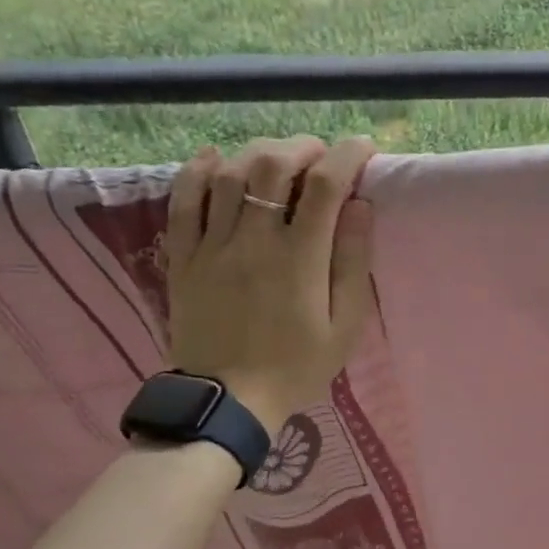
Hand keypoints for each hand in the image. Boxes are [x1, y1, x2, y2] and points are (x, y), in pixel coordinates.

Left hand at [163, 136, 377, 430]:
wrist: (228, 401)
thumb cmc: (296, 366)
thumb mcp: (344, 326)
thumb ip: (352, 263)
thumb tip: (360, 206)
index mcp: (300, 259)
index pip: (325, 185)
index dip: (348, 155)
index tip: (364, 148)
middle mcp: (255, 240)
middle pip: (274, 165)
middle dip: (303, 147)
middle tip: (321, 155)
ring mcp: (212, 246)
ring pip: (231, 175)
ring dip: (259, 153)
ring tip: (279, 157)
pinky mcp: (183, 258)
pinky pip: (183, 202)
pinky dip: (198, 171)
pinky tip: (215, 157)